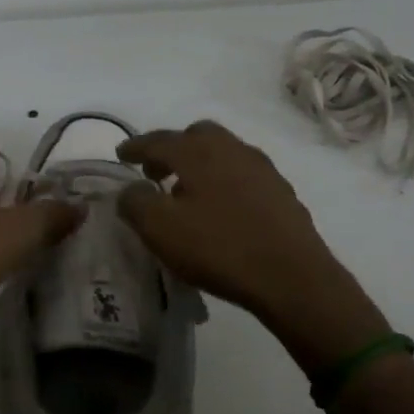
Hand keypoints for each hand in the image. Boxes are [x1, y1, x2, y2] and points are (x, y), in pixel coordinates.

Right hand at [117, 121, 389, 367]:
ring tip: (186, 194)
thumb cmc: (218, 247)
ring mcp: (262, 169)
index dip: (135, 147)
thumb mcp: (160, 228)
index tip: (121, 154)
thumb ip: (135, 202)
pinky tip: (220, 210)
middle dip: (172, 150)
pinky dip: (223, 182)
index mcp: (199, 151)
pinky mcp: (281, 192)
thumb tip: (131, 190)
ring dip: (199, 165)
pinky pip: (242, 175)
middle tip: (155, 174)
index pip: (158, 140)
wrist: (292, 276)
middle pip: (196, 136)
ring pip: (222, 154)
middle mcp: (232, 149)